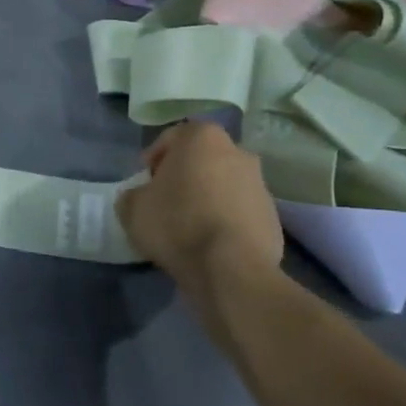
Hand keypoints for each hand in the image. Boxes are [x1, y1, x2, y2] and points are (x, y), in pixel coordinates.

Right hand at [116, 122, 283, 301]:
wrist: (231, 268)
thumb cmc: (177, 224)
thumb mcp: (132, 208)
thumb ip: (133, 194)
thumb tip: (141, 197)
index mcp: (202, 138)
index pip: (171, 138)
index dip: (154, 158)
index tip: (145, 181)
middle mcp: (237, 151)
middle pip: (202, 159)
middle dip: (185, 175)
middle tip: (166, 200)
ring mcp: (260, 184)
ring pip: (224, 184)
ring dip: (208, 197)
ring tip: (190, 225)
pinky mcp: (273, 216)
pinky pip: (240, 211)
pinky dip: (226, 219)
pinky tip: (211, 241)